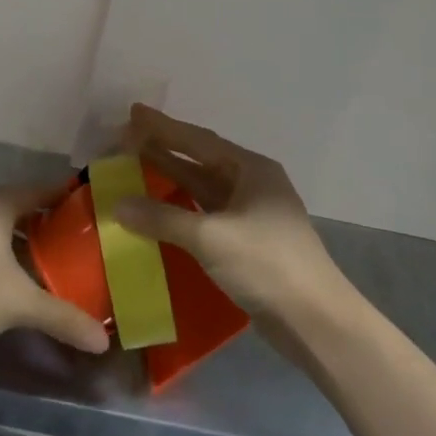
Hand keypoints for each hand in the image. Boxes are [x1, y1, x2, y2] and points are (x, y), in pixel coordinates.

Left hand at [0, 187, 110, 355]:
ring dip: (18, 238)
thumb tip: (103, 340)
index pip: (39, 190)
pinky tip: (8, 275)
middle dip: (43, 220)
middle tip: (73, 237)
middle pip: (16, 205)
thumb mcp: (22, 303)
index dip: (63, 197)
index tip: (87, 205)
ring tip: (46, 258)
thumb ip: (63, 317)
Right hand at [115, 105, 345, 325]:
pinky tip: (159, 212)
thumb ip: (162, 218)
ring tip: (136, 167)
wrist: (316, 322)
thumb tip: (118, 204)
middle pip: (200, 161)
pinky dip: (180, 210)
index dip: (163, 127)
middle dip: (164, 150)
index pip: (198, 141)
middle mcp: (253, 185)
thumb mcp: (210, 237)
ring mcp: (252, 216)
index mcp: (251, 170)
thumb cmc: (266, 264)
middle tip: (126, 140)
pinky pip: (206, 215)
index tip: (133, 113)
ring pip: (203, 189)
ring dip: (171, 179)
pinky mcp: (248, 244)